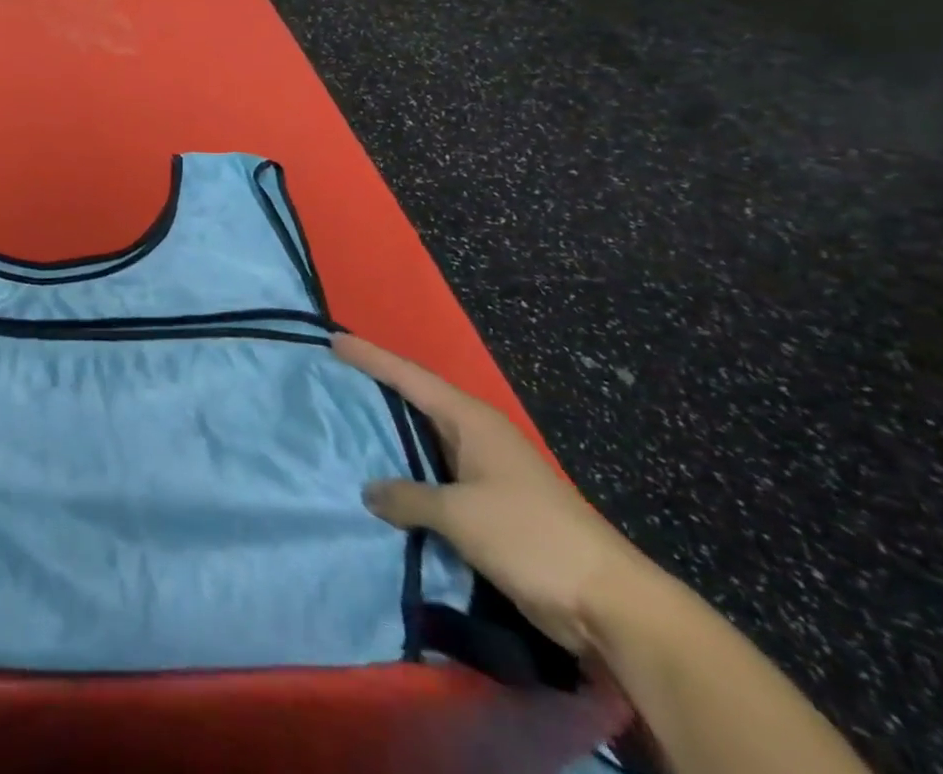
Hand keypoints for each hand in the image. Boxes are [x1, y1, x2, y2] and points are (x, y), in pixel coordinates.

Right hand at [333, 333, 654, 655]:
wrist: (609, 603)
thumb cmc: (531, 537)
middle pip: (416, 399)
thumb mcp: (460, 514)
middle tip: (333, 375)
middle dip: (377, 386)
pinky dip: (408, 471)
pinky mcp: (490, 504)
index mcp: (471, 419)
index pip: (409, 376)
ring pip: (425, 438)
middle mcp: (476, 434)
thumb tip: (369, 491)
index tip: (333, 340)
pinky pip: (435, 474)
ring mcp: (486, 469)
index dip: (370, 357)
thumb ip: (409, 497)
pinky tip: (384, 479)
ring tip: (347, 421)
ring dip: (391, 433)